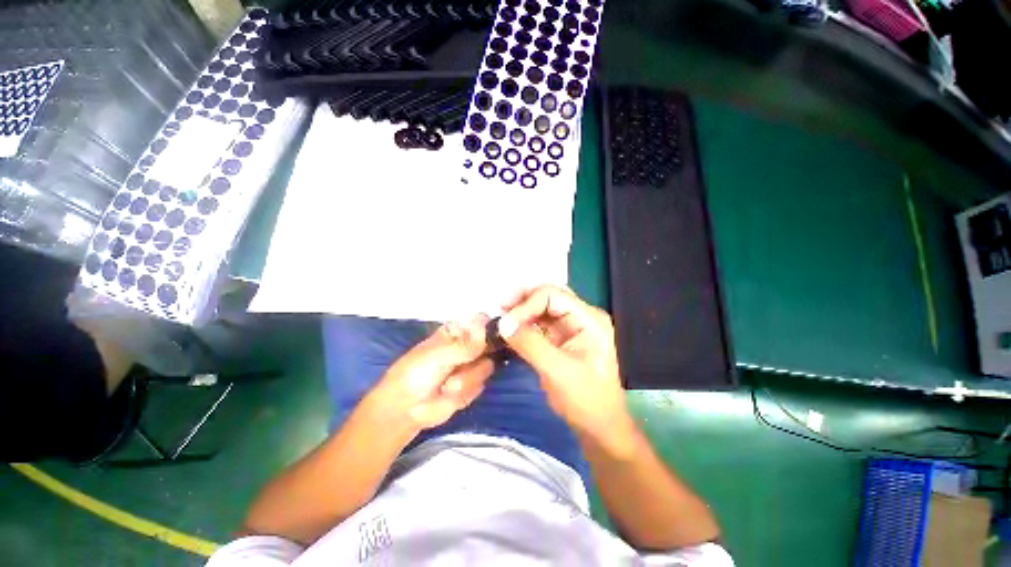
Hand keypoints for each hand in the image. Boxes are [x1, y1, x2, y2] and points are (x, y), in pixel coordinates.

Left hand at [367, 317, 493, 431]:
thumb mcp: (440, 354)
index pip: (481, 321)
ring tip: (447, 385)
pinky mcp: (473, 385)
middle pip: (491, 344)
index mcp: (457, 331)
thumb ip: (465, 343)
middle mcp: (468, 345)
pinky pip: (481, 385)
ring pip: (487, 366)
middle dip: (478, 357)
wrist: (405, 409)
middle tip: (462, 364)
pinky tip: (449, 394)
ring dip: (466, 379)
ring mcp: (472, 366)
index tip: (485, 340)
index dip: (489, 328)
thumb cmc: (416, 373)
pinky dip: (465, 392)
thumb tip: (484, 323)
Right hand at [498, 285, 635, 455]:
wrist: (598, 427)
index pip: (553, 296)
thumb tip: (502, 323)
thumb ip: (530, 343)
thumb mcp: (557, 371)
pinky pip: (540, 323)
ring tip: (502, 317)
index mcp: (589, 319)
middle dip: (523, 300)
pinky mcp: (561, 338)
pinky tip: (511, 329)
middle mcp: (581, 316)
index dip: (527, 304)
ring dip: (522, 310)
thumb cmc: (585, 400)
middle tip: (500, 307)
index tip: (506, 322)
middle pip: (549, 296)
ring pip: (542, 308)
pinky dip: (524, 323)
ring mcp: (571, 326)